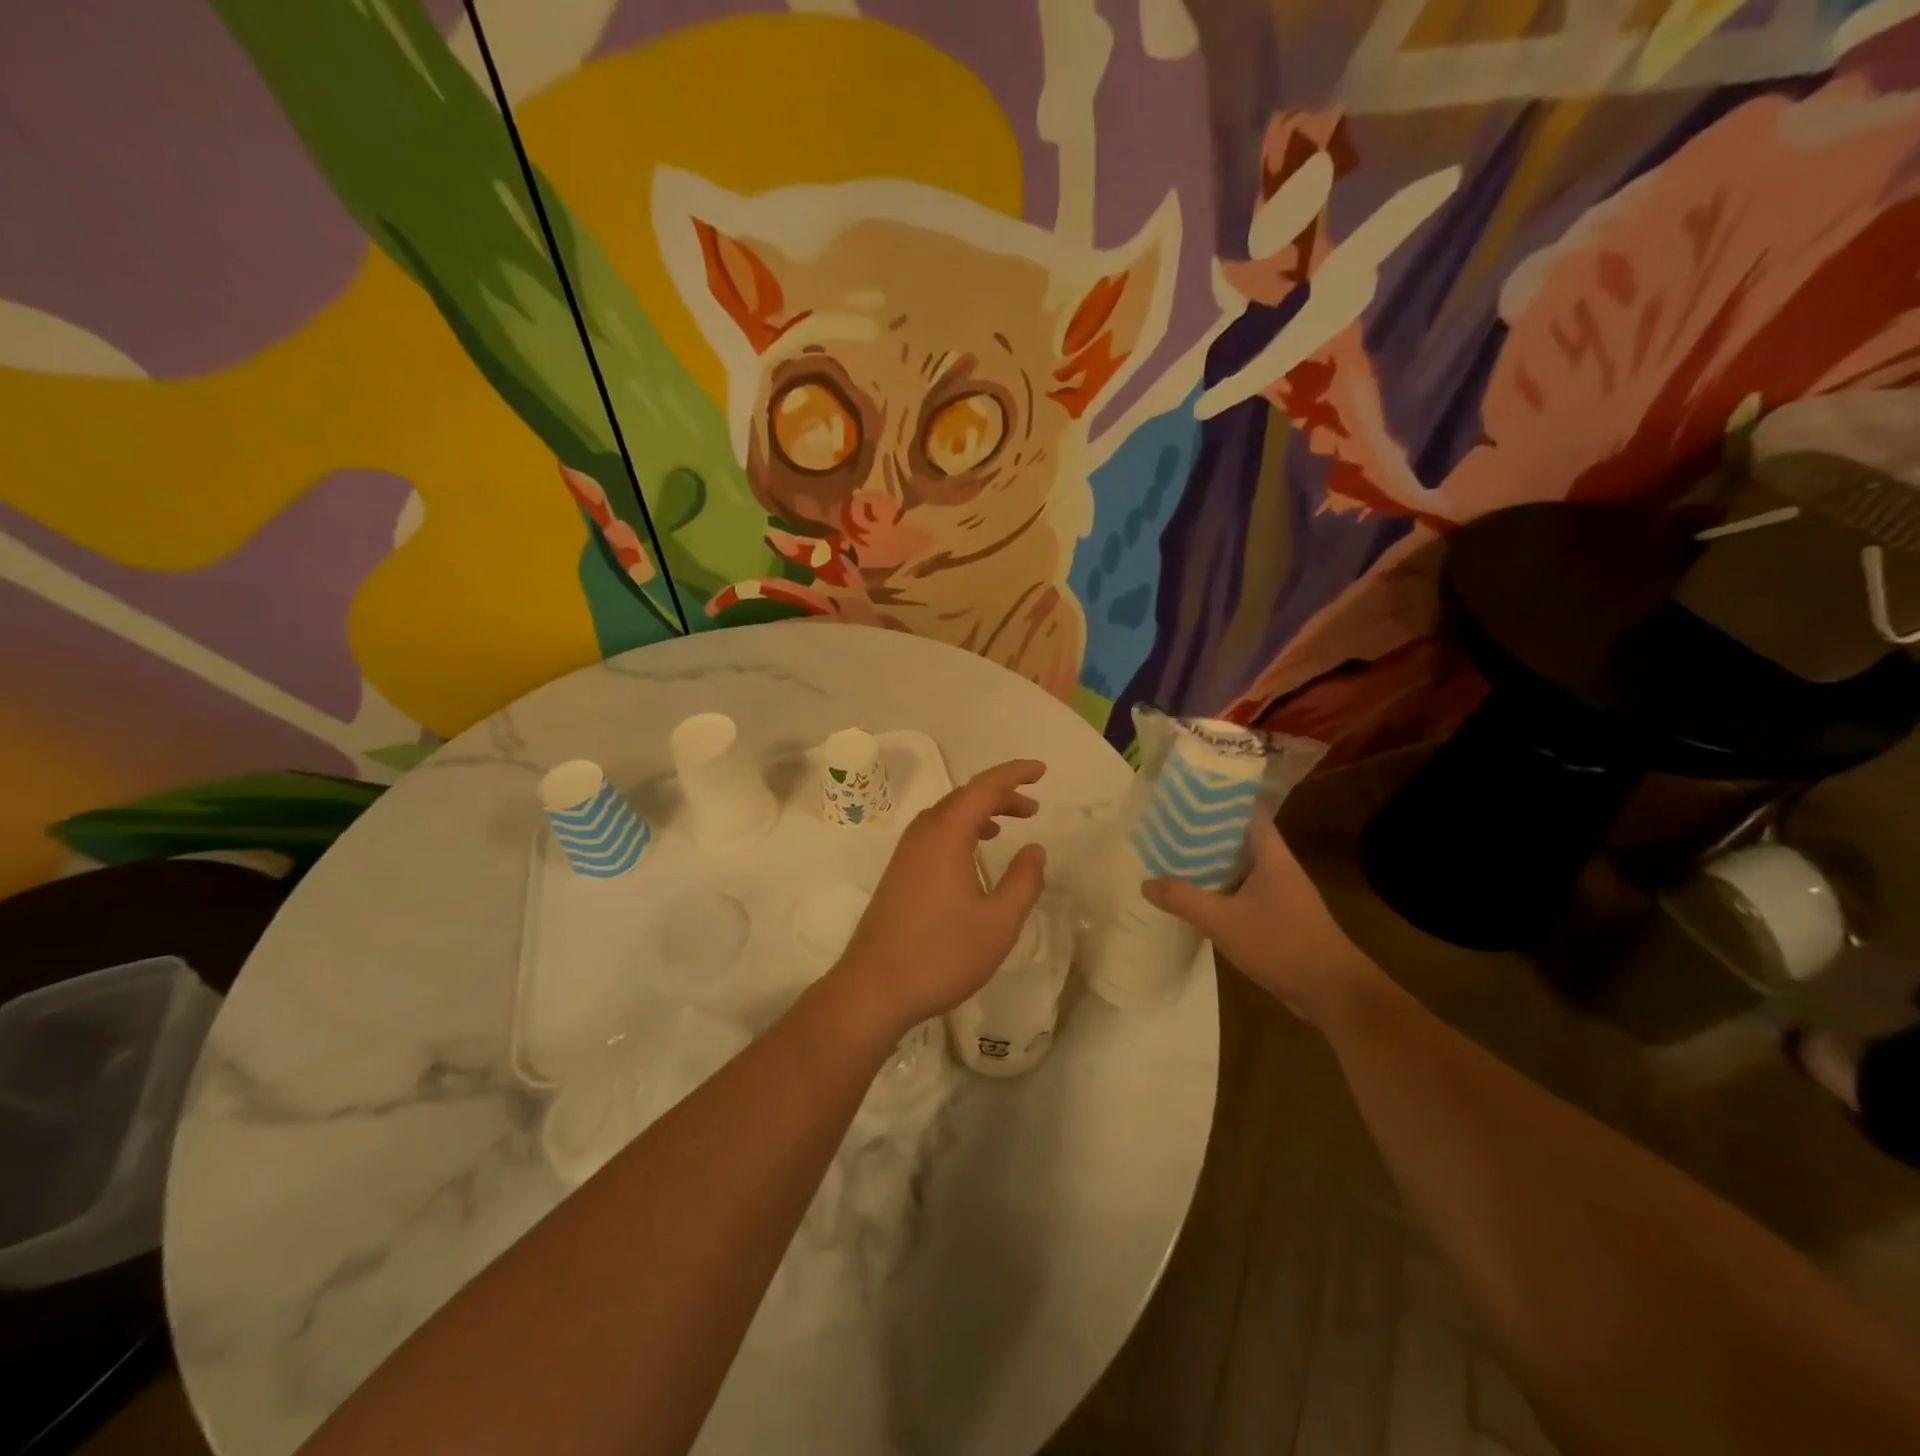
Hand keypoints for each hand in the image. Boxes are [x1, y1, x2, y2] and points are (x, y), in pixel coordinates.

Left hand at [829, 760, 1047, 1039]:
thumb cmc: (942, 954)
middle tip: (1032, 807)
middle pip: (963, 797)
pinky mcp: (898, 874)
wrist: (874, 988)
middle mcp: (922, 835)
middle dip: (1000, 794)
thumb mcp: (999, 922)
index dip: (1014, 774)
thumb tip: (1034, 849)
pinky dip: (960, 831)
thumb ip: (1023, 881)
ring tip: (1007, 825)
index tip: (1041, 771)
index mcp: (946, 835)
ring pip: (946, 816)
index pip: (983, 787)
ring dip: (979, 812)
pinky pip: (933, 834)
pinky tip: (972, 856)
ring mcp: (905, 854)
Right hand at [1143, 816, 1380, 1025]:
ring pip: (1240, 867)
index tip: (1188, 796)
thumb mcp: (1224, 921)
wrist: (1332, 991)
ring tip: (1174, 856)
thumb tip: (1145, 883)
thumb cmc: (1282, 944)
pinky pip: (1243, 891)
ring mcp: (1281, 893)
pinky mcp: (1279, 917)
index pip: (1247, 812)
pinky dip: (1221, 889)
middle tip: (1169, 826)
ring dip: (1212, 862)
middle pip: (1239, 838)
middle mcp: (1278, 867)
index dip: (1220, 800)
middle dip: (1206, 832)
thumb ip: (1184, 899)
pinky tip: (1197, 897)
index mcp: (1272, 855)